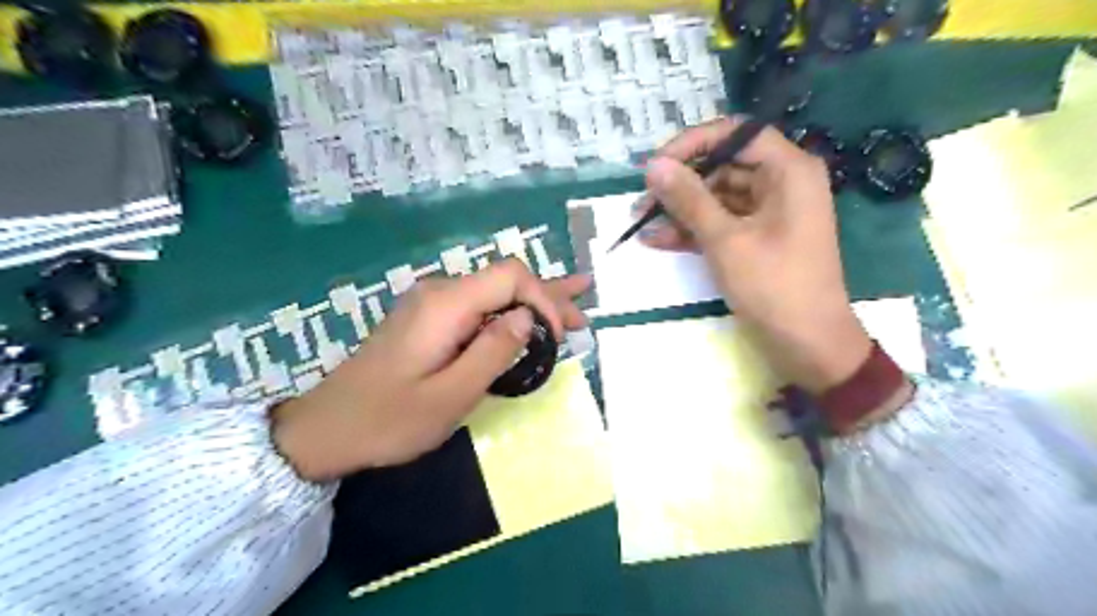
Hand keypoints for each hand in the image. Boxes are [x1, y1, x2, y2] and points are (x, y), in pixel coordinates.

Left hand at [273, 260, 591, 480]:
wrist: (326, 429)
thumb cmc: (387, 420)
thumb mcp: (449, 396)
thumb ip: (493, 352)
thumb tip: (528, 319)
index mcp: (445, 305)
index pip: (510, 277)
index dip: (543, 299)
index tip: (559, 338)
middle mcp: (440, 293)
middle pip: (505, 281)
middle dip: (548, 298)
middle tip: (585, 318)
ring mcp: (432, 305)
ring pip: (493, 293)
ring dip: (533, 305)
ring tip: (574, 309)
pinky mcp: (428, 320)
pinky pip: (477, 308)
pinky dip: (509, 313)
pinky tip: (529, 315)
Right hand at [639, 119, 870, 392]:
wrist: (807, 345)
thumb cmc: (773, 287)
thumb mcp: (725, 240)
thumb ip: (689, 199)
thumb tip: (653, 165)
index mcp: (788, 171)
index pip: (736, 134)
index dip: (692, 144)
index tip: (656, 165)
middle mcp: (781, 184)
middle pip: (723, 166)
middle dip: (680, 183)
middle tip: (641, 200)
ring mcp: (768, 213)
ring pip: (717, 197)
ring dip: (680, 210)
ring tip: (639, 222)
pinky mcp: (756, 239)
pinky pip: (721, 223)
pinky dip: (692, 231)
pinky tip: (657, 240)